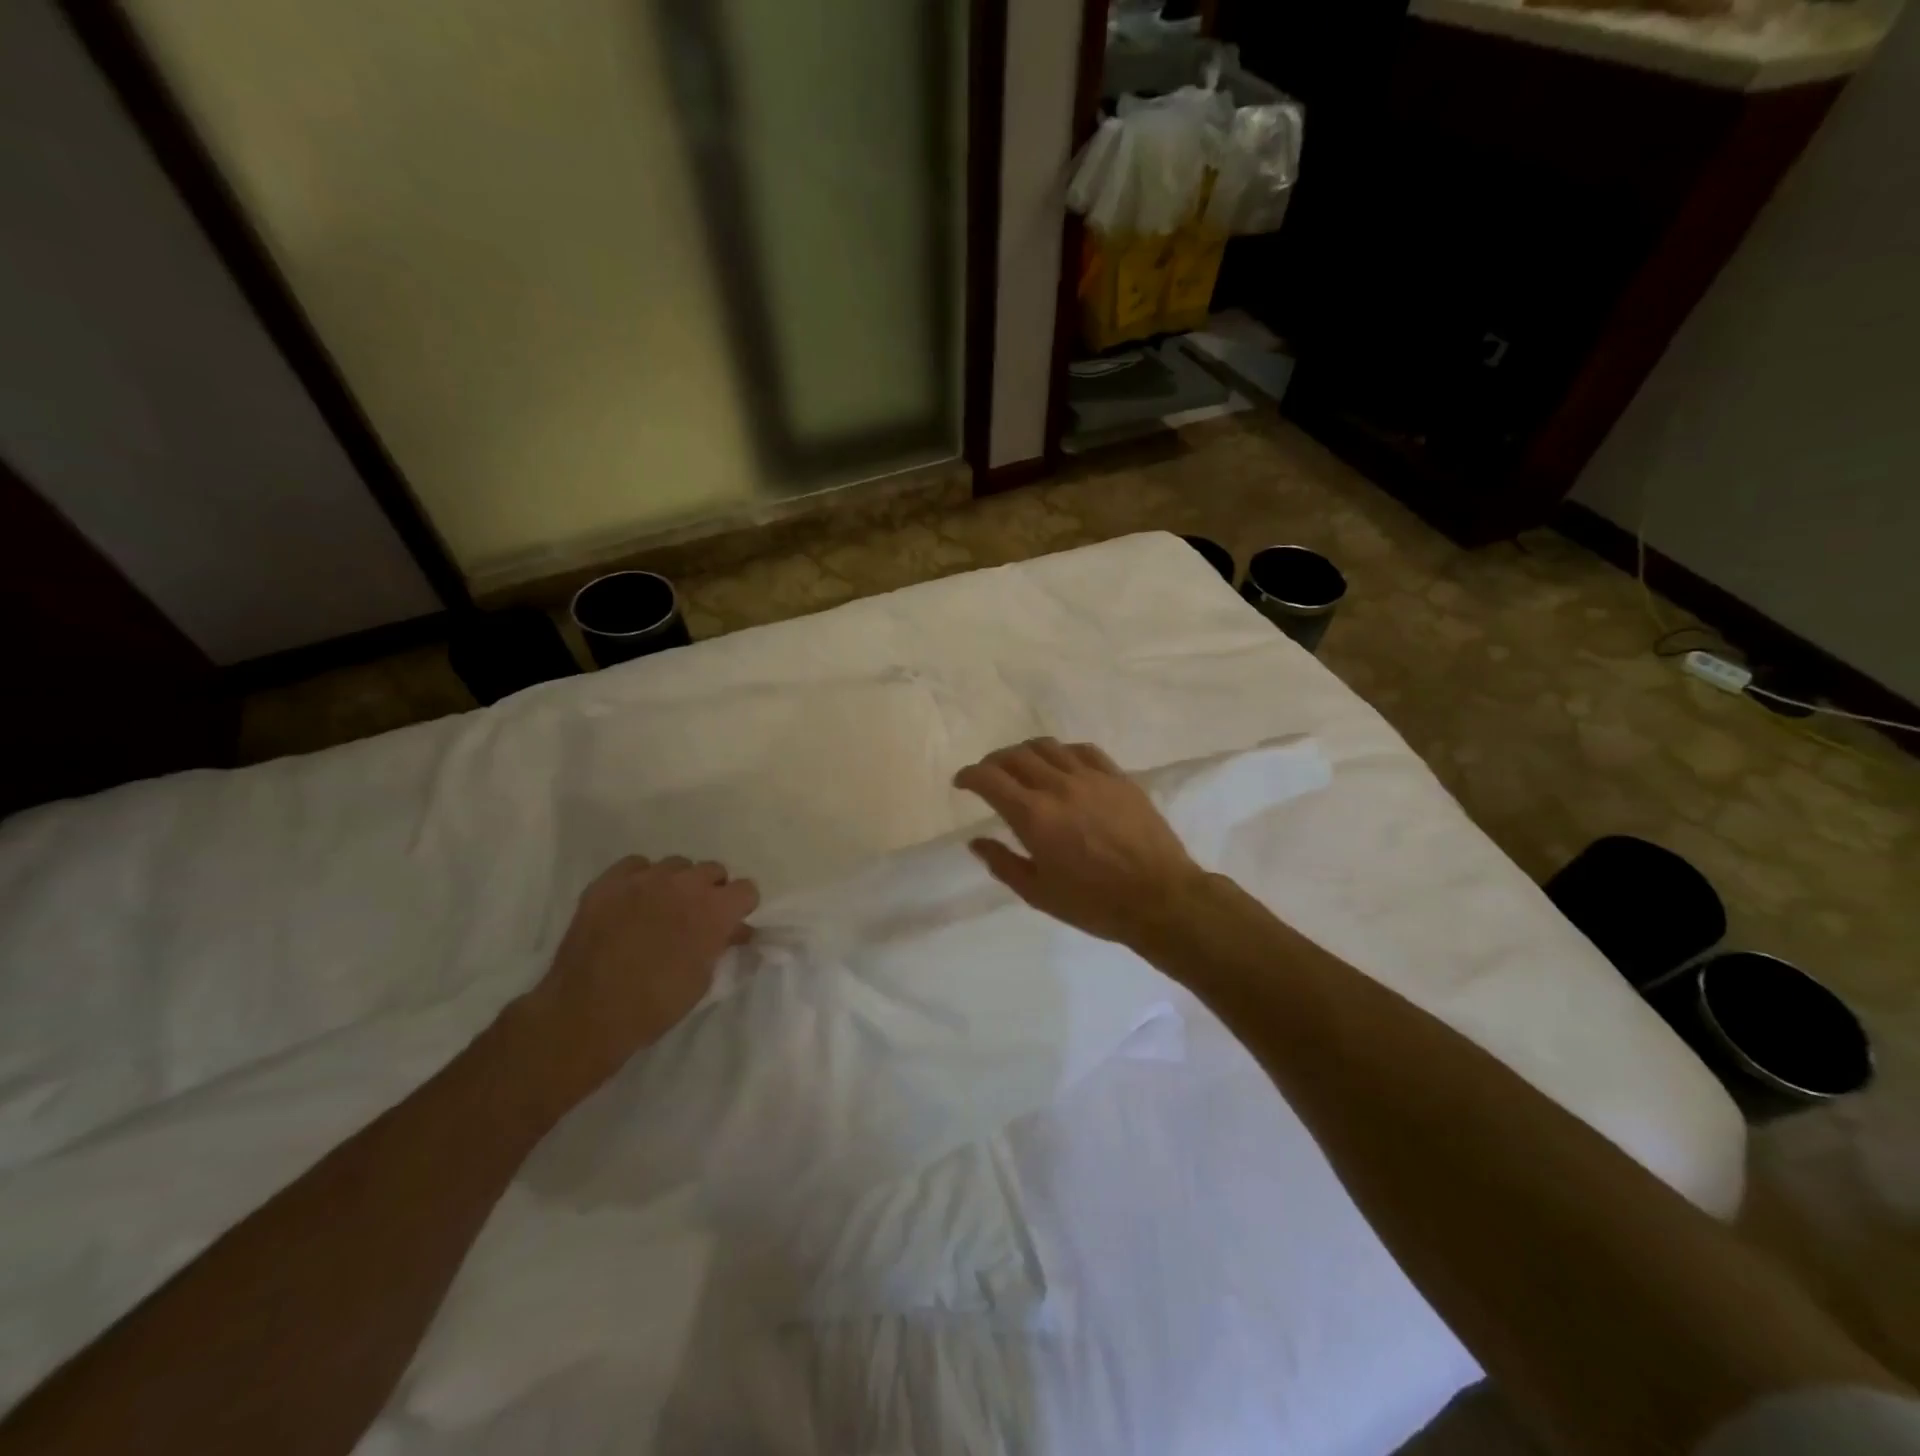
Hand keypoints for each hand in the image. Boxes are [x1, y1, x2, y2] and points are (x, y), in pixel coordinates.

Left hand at [515, 856, 758, 1101]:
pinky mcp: (610, 881)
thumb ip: (721, 944)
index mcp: (715, 910)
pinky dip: (640, 879)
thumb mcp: (702, 979)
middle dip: (710, 891)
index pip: (747, 889)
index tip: (730, 924)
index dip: (740, 907)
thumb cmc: (655, 1005)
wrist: (587, 1013)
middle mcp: (685, 884)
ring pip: (676, 865)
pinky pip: (636, 865)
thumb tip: (736, 931)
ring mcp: (645, 878)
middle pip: (713, 870)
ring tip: (660, 909)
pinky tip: (632, 903)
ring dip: (677, 884)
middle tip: (695, 918)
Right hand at [954, 738, 1209, 947]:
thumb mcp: (1038, 894)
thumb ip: (1003, 864)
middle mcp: (1058, 786)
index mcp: (1034, 816)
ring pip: (1048, 746)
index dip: (969, 775)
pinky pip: (1083, 750)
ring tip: (1022, 766)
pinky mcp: (1118, 777)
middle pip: (1015, 755)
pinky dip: (1062, 752)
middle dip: (993, 762)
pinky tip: (1062, 764)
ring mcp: (1091, 777)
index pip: (989, 779)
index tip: (962, 783)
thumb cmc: (1094, 903)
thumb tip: (976, 842)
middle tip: (989, 776)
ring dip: (1025, 752)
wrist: (1159, 897)